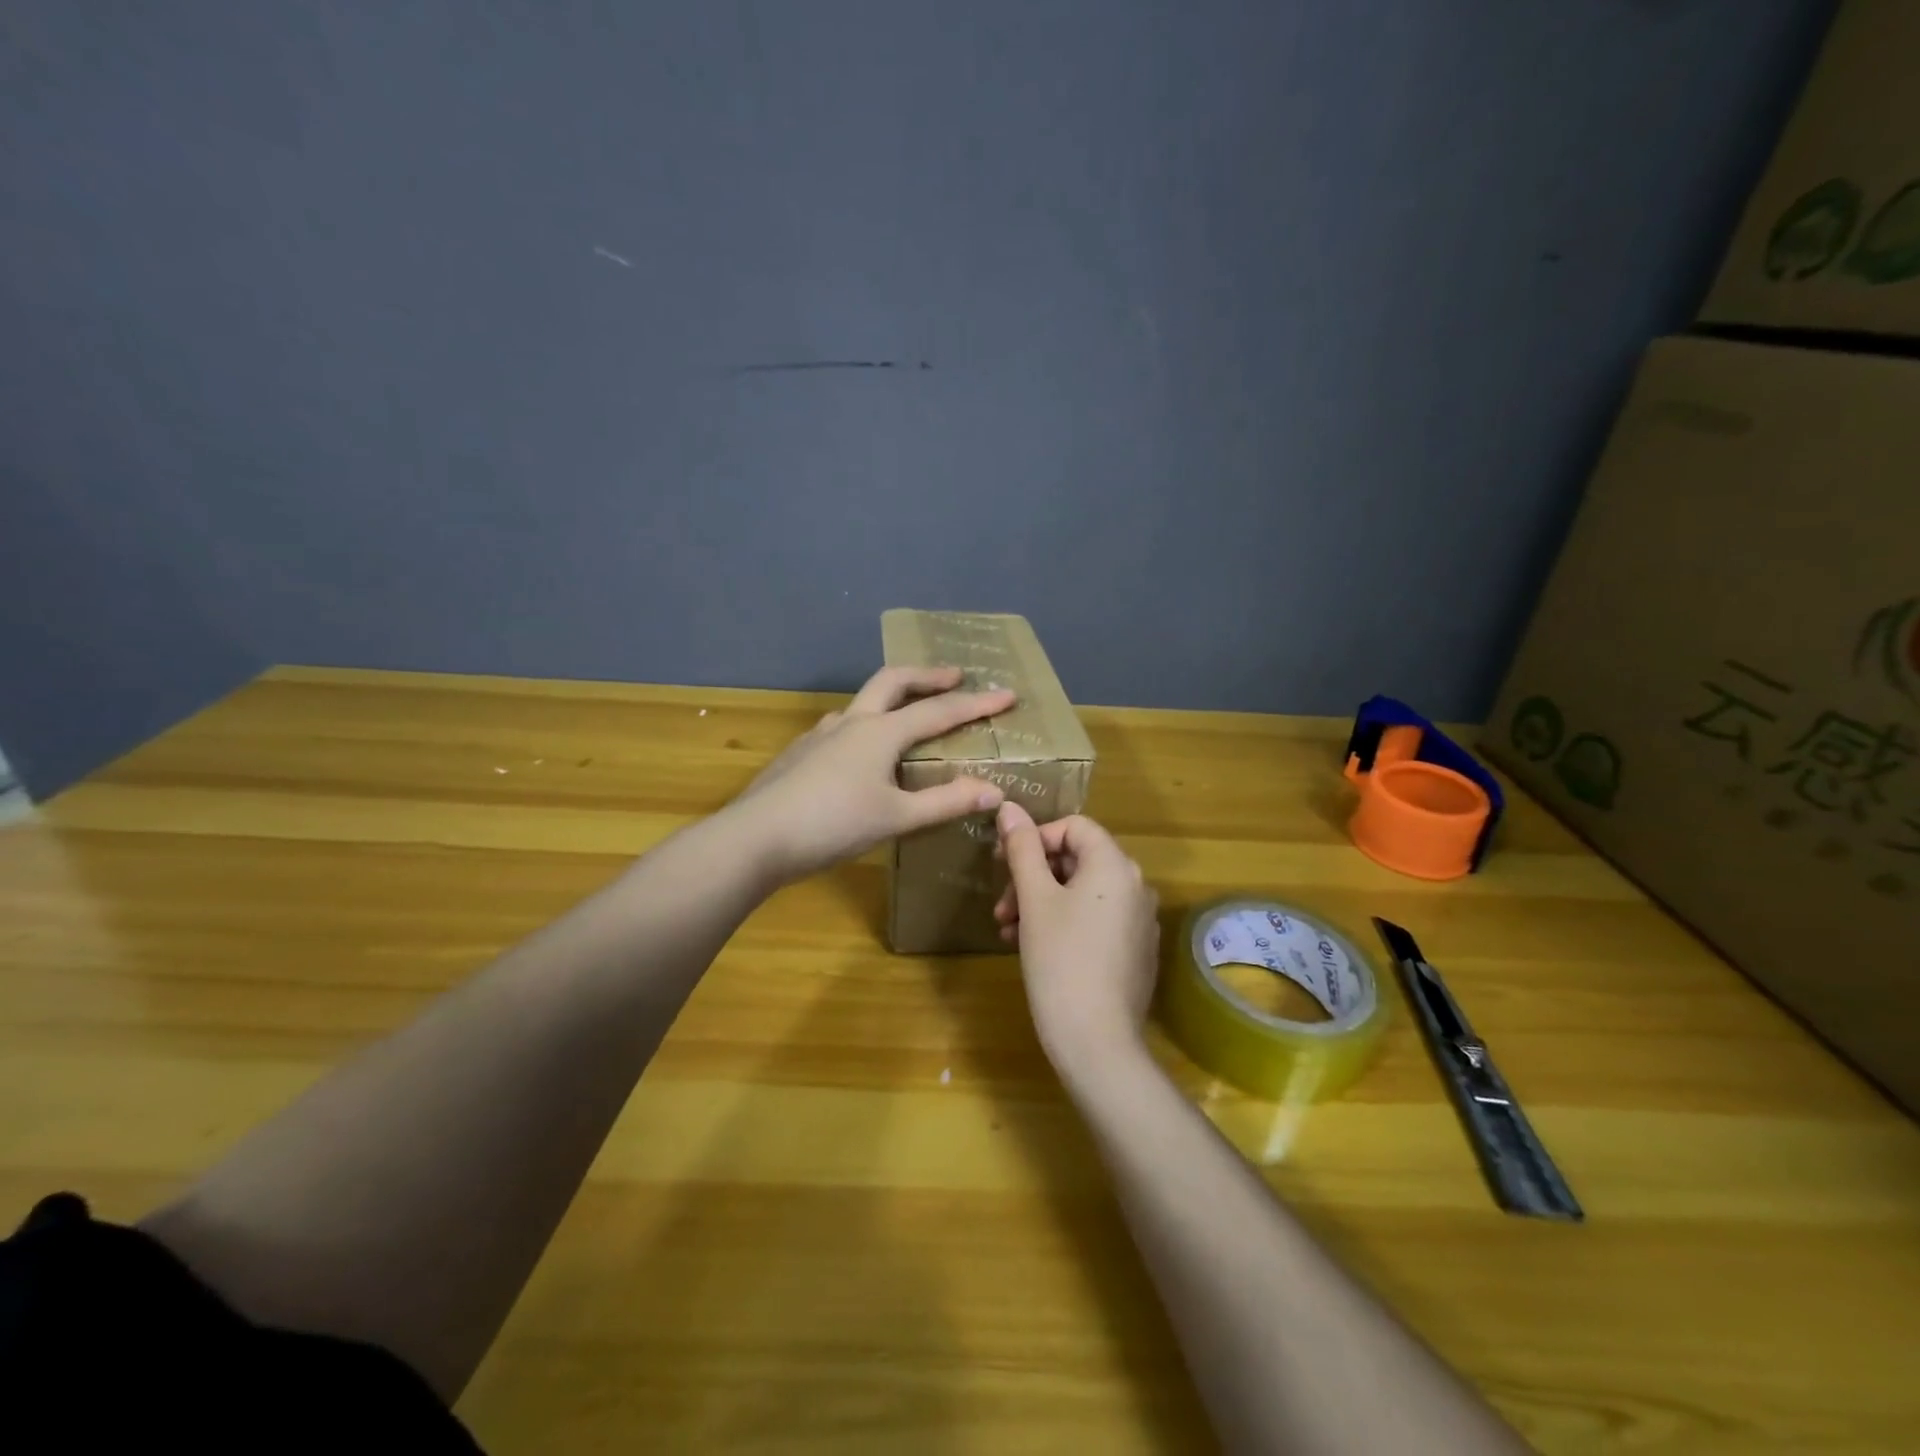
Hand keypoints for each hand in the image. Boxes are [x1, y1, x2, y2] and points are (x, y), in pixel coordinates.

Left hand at [730, 665, 1015, 884]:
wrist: (756, 838)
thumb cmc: (833, 825)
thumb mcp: (896, 818)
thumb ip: (945, 803)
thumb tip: (993, 790)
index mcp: (880, 732)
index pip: (938, 711)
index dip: (976, 703)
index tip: (1007, 694)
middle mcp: (851, 722)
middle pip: (893, 681)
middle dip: (928, 676)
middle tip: (955, 675)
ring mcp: (820, 735)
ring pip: (862, 702)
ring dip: (892, 698)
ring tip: (908, 713)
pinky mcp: (800, 752)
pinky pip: (841, 726)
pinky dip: (865, 725)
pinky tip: (860, 750)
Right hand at [993, 802, 1159, 1074]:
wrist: (1097, 1042)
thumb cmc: (1060, 960)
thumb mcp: (1034, 899)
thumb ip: (1022, 849)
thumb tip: (1009, 807)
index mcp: (1115, 866)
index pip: (1075, 826)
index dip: (1036, 837)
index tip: (1004, 863)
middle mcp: (1136, 886)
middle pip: (1078, 860)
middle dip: (1033, 876)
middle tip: (1002, 906)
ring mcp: (1138, 921)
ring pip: (1082, 893)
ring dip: (1042, 902)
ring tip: (1009, 931)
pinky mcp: (1134, 951)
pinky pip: (1095, 920)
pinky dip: (1063, 923)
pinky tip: (1032, 948)